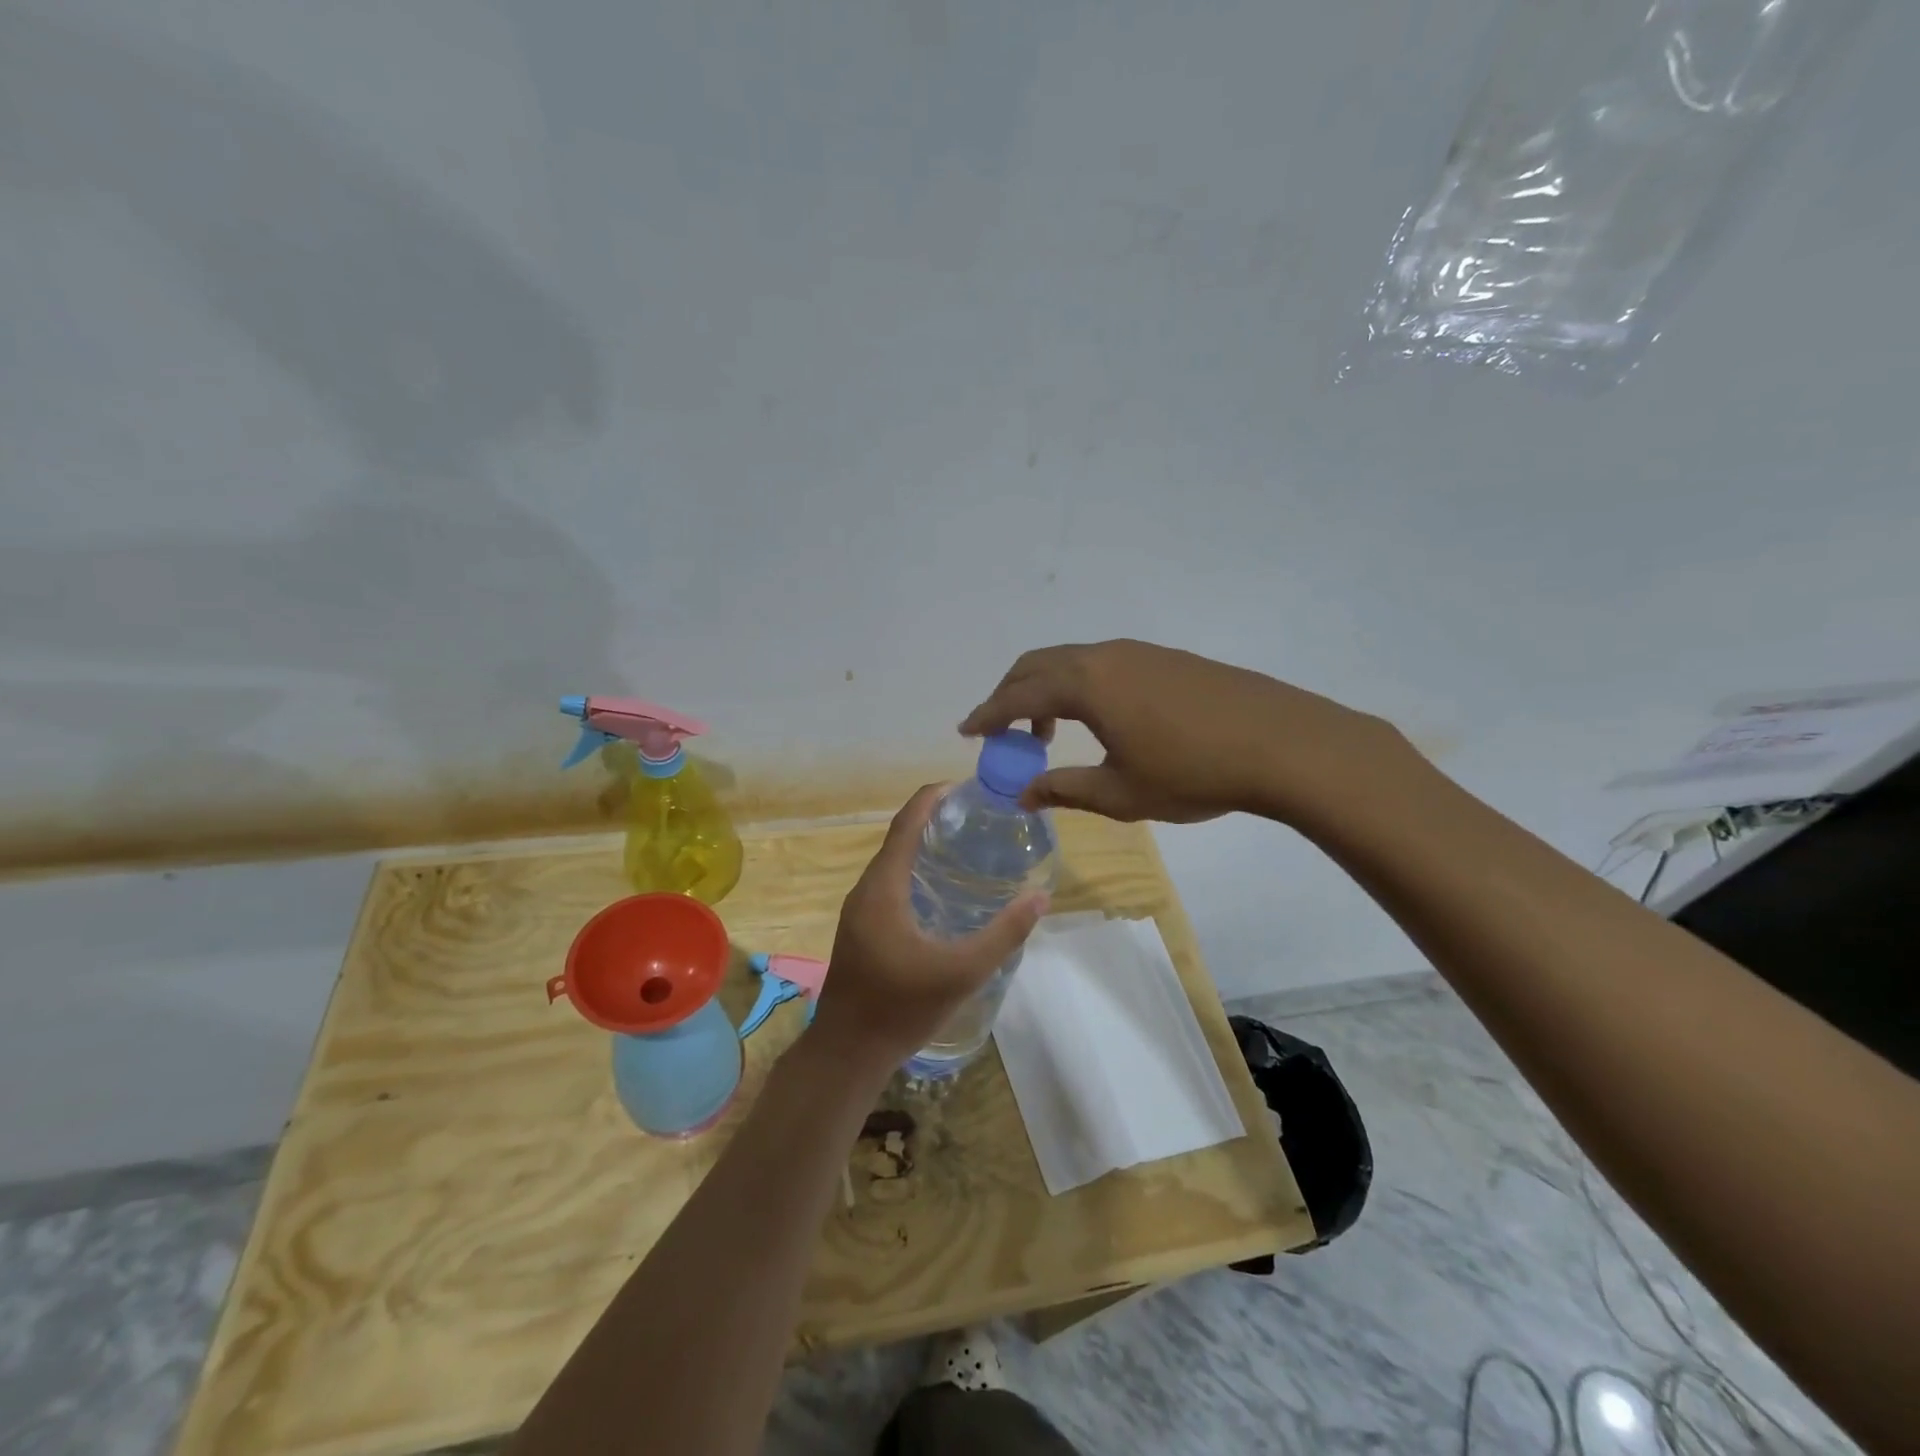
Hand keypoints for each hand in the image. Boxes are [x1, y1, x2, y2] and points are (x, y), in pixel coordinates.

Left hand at [809, 785, 1047, 1072]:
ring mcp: (859, 911)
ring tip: (965, 846)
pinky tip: (940, 890)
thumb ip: (1003, 934)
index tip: (965, 787)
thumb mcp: (961, 972)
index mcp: (882, 888)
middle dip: (933, 819)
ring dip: (922, 846)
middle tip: (977, 818)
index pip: (906, 823)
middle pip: (898, 838)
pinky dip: (914, 871)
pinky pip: (888, 884)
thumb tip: (1040, 897)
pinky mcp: (860, 930)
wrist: (846, 1053)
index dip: (932, 798)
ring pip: (892, 863)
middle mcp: (865, 890)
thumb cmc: (900, 1008)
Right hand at [960, 639, 1410, 827]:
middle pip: (1038, 664)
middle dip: (1011, 694)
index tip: (967, 732)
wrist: (1282, 744)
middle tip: (1002, 731)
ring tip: (1049, 732)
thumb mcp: (1120, 793)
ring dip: (1047, 690)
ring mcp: (1140, 652)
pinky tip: (1100, 720)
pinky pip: (1103, 664)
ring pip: (1073, 661)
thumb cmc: (1192, 772)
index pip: (1018, 693)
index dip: (988, 714)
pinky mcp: (1167, 658)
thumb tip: (1021, 794)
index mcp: (1086, 684)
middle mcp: (1106, 656)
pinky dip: (1080, 686)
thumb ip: (1064, 789)